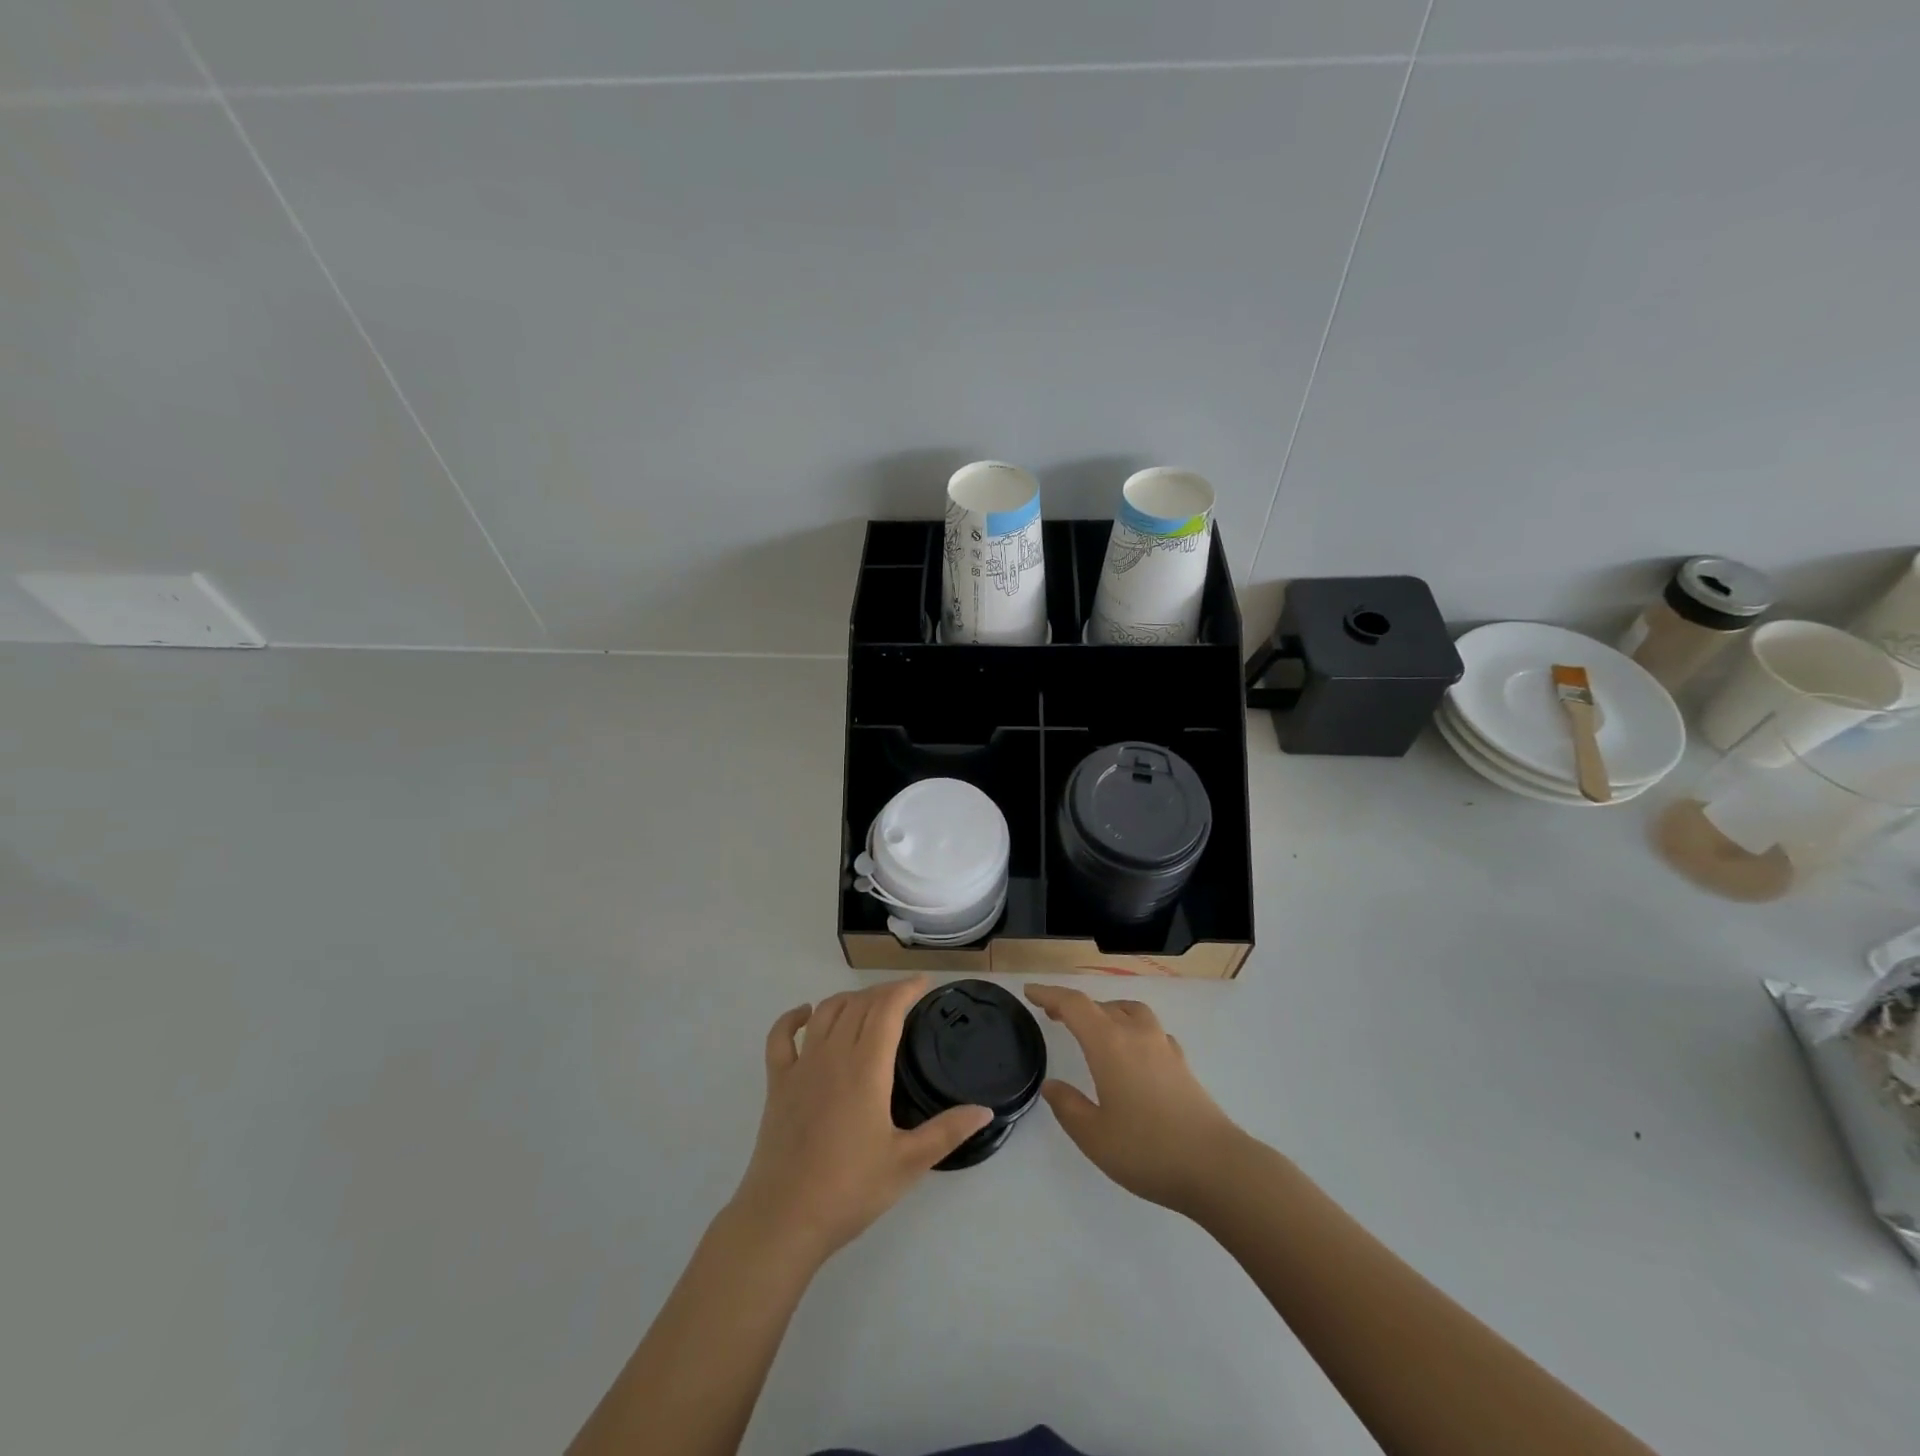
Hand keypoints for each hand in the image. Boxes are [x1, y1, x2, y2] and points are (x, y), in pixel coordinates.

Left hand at [728, 977, 991, 1264]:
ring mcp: (801, 1067)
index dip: (906, 989)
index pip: (887, 1009)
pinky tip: (805, 1013)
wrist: (784, 1219)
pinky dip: (792, 1018)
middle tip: (905, 997)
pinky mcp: (777, 1084)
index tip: (924, 984)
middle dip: (884, 992)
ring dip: (849, 999)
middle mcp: (833, 1055)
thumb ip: (947, 1132)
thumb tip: (985, 1110)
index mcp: (866, 1068)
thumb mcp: (908, 1164)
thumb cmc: (850, 1190)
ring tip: (868, 1003)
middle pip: (859, 1005)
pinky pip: (781, 1037)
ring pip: (826, 1013)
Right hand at [1026, 984, 1244, 1214]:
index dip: (1050, 994)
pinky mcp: (1182, 1063)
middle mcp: (1136, 1034)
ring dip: (1106, 1011)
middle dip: (1073, 1005)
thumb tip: (1053, 1086)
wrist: (1216, 1166)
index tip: (1030, 991)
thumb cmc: (1148, 1150)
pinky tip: (1133, 1052)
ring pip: (1129, 1011)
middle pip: (1100, 1005)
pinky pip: (1150, 1030)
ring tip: (1094, 1028)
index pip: (1074, 1005)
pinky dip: (1132, 1029)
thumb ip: (1069, 1107)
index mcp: (1109, 1044)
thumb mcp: (1094, 1136)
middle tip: (1053, 1014)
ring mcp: (1163, 1046)